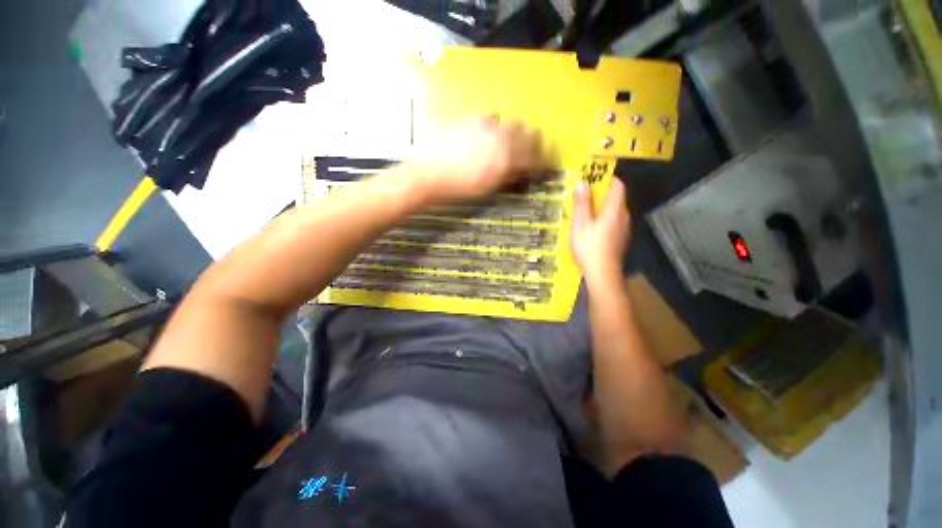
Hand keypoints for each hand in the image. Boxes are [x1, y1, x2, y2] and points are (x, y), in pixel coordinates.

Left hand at [408, 116, 543, 201]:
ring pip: (512, 123)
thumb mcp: (487, 188)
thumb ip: (508, 177)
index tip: (544, 164)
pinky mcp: (472, 119)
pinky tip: (486, 134)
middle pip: (529, 133)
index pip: (535, 156)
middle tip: (528, 154)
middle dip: (533, 143)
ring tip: (506, 144)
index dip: (543, 160)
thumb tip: (521, 172)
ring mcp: (487, 125)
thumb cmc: (458, 188)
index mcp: (507, 159)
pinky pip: (492, 117)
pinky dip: (495, 125)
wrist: (429, 173)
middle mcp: (502, 138)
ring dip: (515, 133)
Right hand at [570, 178, 630, 284]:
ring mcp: (624, 230)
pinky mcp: (621, 240)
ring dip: (602, 209)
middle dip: (601, 195)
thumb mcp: (580, 223)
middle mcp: (624, 217)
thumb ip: (582, 203)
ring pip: (615, 212)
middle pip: (616, 199)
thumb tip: (582, 182)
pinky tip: (592, 230)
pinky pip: (614, 223)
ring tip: (585, 213)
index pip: (618, 185)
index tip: (592, 179)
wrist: (602, 274)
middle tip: (583, 197)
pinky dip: (604, 220)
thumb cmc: (589, 247)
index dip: (606, 179)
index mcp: (615, 210)